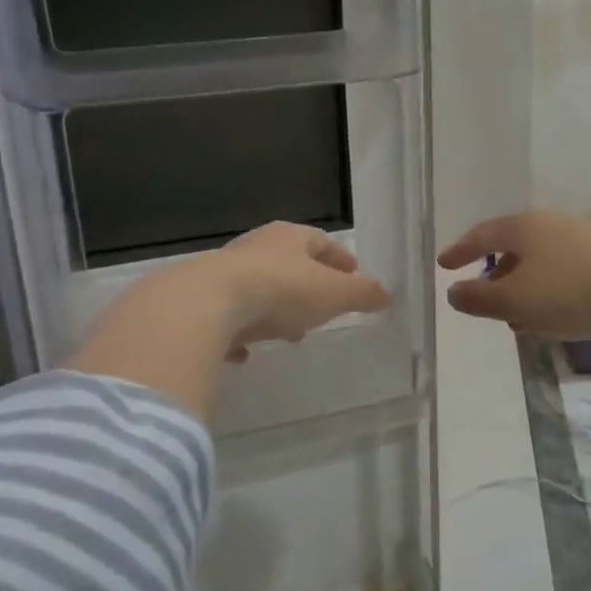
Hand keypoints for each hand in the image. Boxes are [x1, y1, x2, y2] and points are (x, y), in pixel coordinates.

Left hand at [207, 222, 391, 357]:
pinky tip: (246, 352)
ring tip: (291, 333)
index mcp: (289, 237)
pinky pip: (230, 317)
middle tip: (325, 306)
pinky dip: (242, 330)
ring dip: (276, 308)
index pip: (320, 241)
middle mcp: (256, 248)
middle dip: (309, 284)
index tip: (354, 272)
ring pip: (259, 288)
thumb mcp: (333, 293)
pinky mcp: (202, 304)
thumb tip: (388, 295)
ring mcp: (225, 275)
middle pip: (288, 263)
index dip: (339, 258)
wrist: (206, 305)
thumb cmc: (281, 290)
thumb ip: (362, 294)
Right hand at [438, 210, 590, 344]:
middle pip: (512, 246)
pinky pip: (562, 271)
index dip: (460, 251)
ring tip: (515, 315)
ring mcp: (581, 239)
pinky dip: (546, 290)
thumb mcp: (515, 301)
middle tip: (481, 296)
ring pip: (539, 261)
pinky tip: (551, 315)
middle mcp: (551, 225)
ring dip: (521, 286)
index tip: (443, 265)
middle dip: (494, 273)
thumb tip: (454, 293)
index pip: (482, 235)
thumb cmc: (571, 293)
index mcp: (524, 227)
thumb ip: (479, 298)